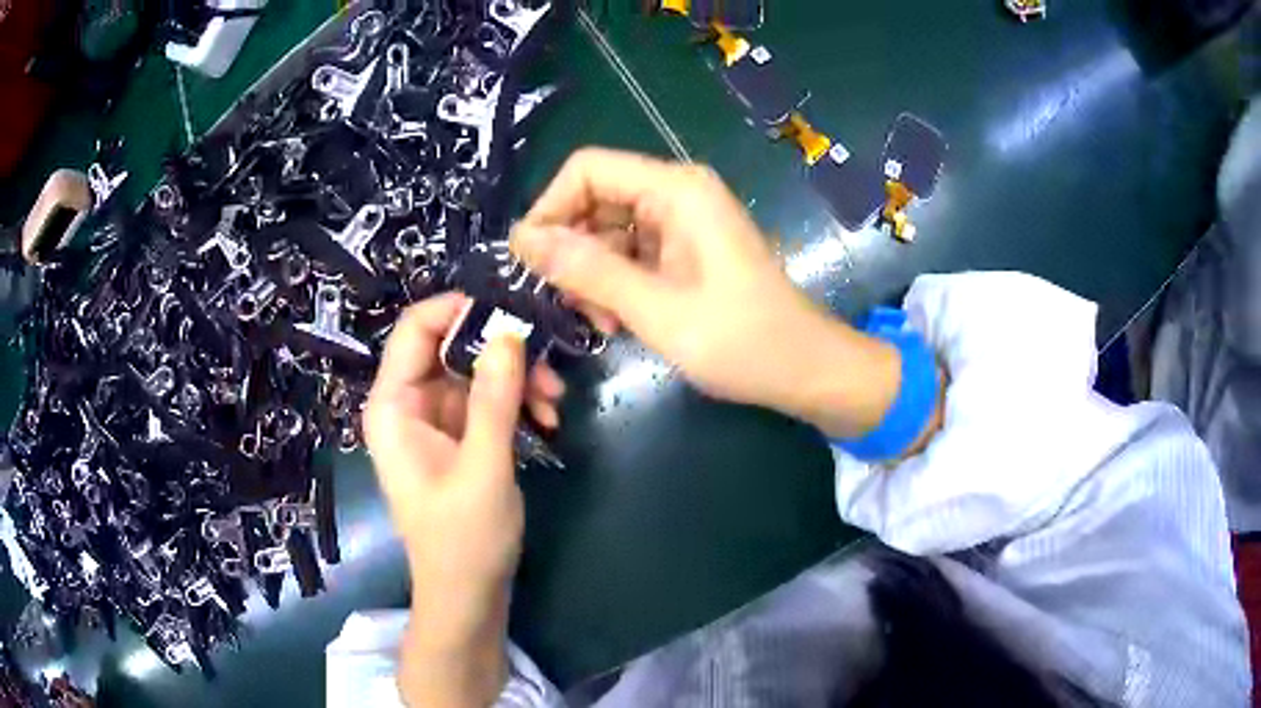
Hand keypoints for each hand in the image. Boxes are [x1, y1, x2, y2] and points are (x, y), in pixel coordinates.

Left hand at [363, 293, 564, 707]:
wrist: (469, 594)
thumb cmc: (464, 540)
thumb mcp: (483, 469)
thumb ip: (493, 399)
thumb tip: (509, 332)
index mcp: (393, 406)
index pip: (415, 329)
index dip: (459, 309)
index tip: (513, 311)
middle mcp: (409, 404)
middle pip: (452, 346)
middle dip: (502, 351)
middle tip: (549, 363)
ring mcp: (436, 419)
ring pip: (476, 371)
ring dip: (518, 378)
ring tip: (555, 401)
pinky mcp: (459, 436)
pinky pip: (488, 399)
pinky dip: (517, 402)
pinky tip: (547, 419)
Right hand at [511, 148, 901, 437]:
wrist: (806, 369)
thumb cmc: (742, 341)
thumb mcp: (657, 309)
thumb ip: (589, 271)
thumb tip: (521, 240)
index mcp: (676, 190)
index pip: (587, 170)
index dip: (550, 208)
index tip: (529, 262)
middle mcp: (677, 194)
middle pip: (595, 200)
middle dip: (572, 250)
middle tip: (567, 304)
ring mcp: (682, 223)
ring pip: (608, 231)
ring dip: (592, 275)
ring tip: (599, 323)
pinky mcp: (685, 250)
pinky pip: (631, 254)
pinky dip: (615, 285)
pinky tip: (618, 323)